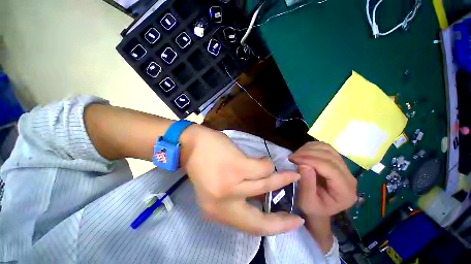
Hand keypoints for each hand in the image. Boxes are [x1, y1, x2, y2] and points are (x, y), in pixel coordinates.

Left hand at [180, 125, 303, 234]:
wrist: (190, 144)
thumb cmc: (202, 164)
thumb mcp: (217, 187)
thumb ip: (236, 196)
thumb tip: (260, 198)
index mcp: (216, 211)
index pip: (250, 227)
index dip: (274, 228)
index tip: (291, 224)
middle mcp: (223, 203)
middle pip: (260, 220)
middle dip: (282, 219)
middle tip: (297, 215)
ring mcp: (231, 185)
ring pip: (266, 185)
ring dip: (281, 179)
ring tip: (291, 174)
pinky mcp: (237, 167)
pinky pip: (263, 168)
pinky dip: (267, 163)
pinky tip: (263, 159)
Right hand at [289, 142, 356, 216]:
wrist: (319, 208)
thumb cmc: (312, 208)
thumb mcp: (306, 202)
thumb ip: (307, 184)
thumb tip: (303, 164)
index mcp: (345, 191)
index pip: (330, 167)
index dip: (310, 160)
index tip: (293, 159)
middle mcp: (350, 177)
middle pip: (329, 156)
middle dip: (307, 153)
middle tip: (292, 157)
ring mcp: (345, 168)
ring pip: (328, 149)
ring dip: (309, 149)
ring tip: (296, 155)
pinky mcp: (337, 162)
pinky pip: (325, 148)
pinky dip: (312, 147)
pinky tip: (303, 153)